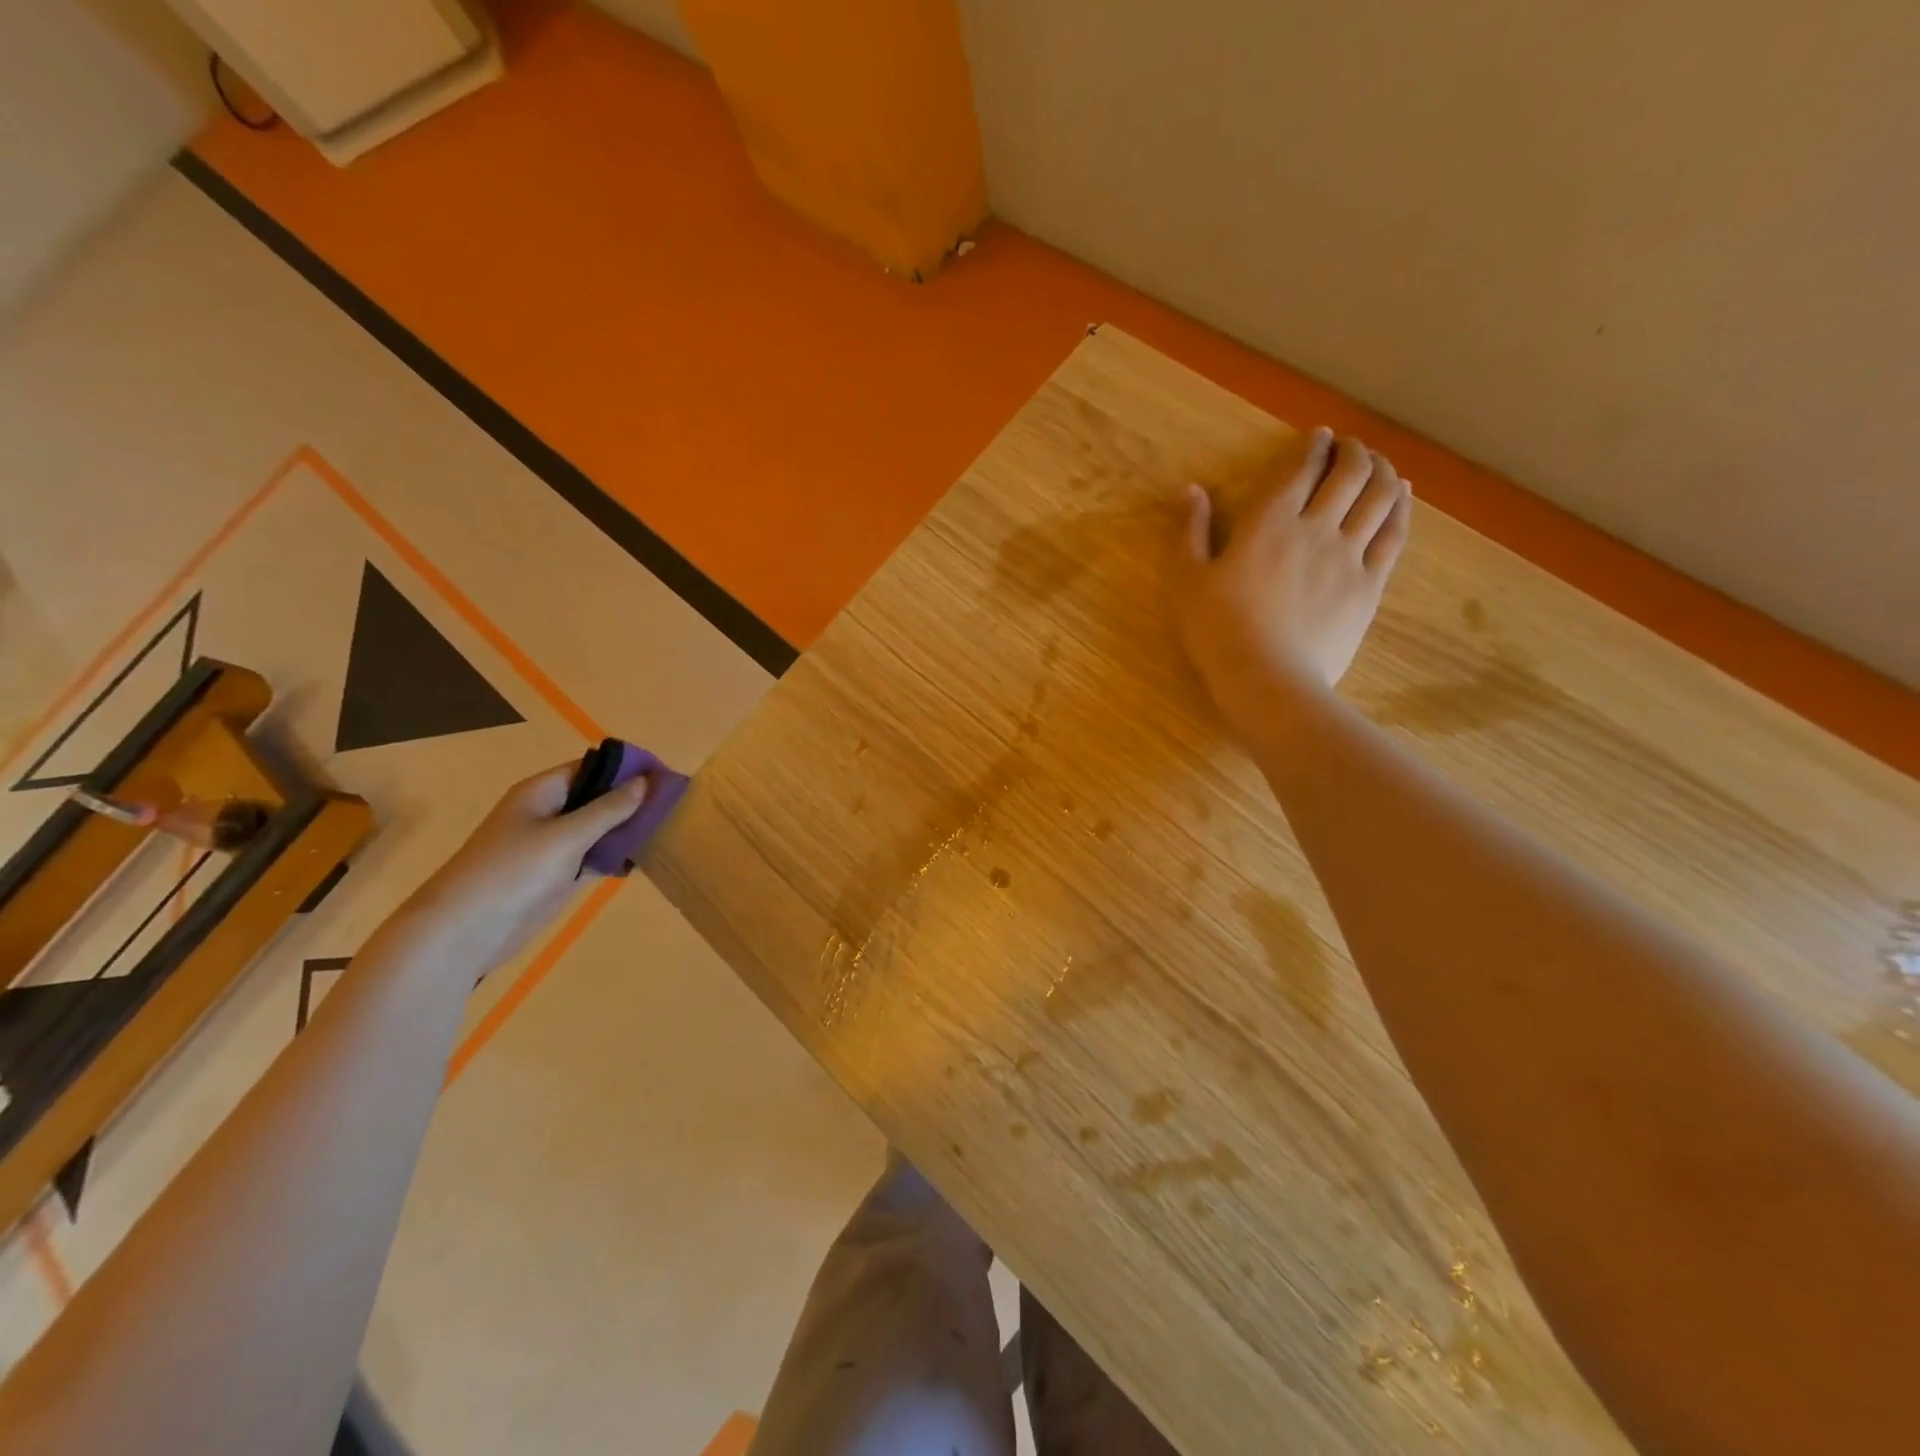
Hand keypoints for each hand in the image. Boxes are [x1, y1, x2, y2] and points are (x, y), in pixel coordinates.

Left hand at [406, 762, 650, 973]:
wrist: (466, 931)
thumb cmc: (513, 872)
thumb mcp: (566, 836)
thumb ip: (608, 809)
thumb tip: (645, 782)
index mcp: (543, 792)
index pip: (593, 767)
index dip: (628, 768)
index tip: (666, 775)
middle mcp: (549, 813)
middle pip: (598, 797)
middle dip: (633, 799)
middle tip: (675, 804)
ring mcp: (553, 846)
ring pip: (599, 828)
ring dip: (628, 829)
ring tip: (670, 829)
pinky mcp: (558, 875)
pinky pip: (594, 856)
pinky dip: (617, 856)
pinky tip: (645, 858)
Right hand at [1173, 428, 1411, 740]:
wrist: (1266, 678)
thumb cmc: (1217, 629)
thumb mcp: (1186, 579)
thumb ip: (1189, 530)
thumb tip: (1191, 489)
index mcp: (1269, 522)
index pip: (1300, 468)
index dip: (1313, 446)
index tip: (1319, 436)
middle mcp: (1316, 527)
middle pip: (1348, 474)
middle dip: (1352, 451)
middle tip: (1350, 447)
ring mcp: (1349, 556)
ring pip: (1378, 497)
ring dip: (1381, 471)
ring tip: (1379, 464)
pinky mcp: (1369, 585)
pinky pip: (1393, 535)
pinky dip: (1401, 508)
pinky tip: (1402, 497)